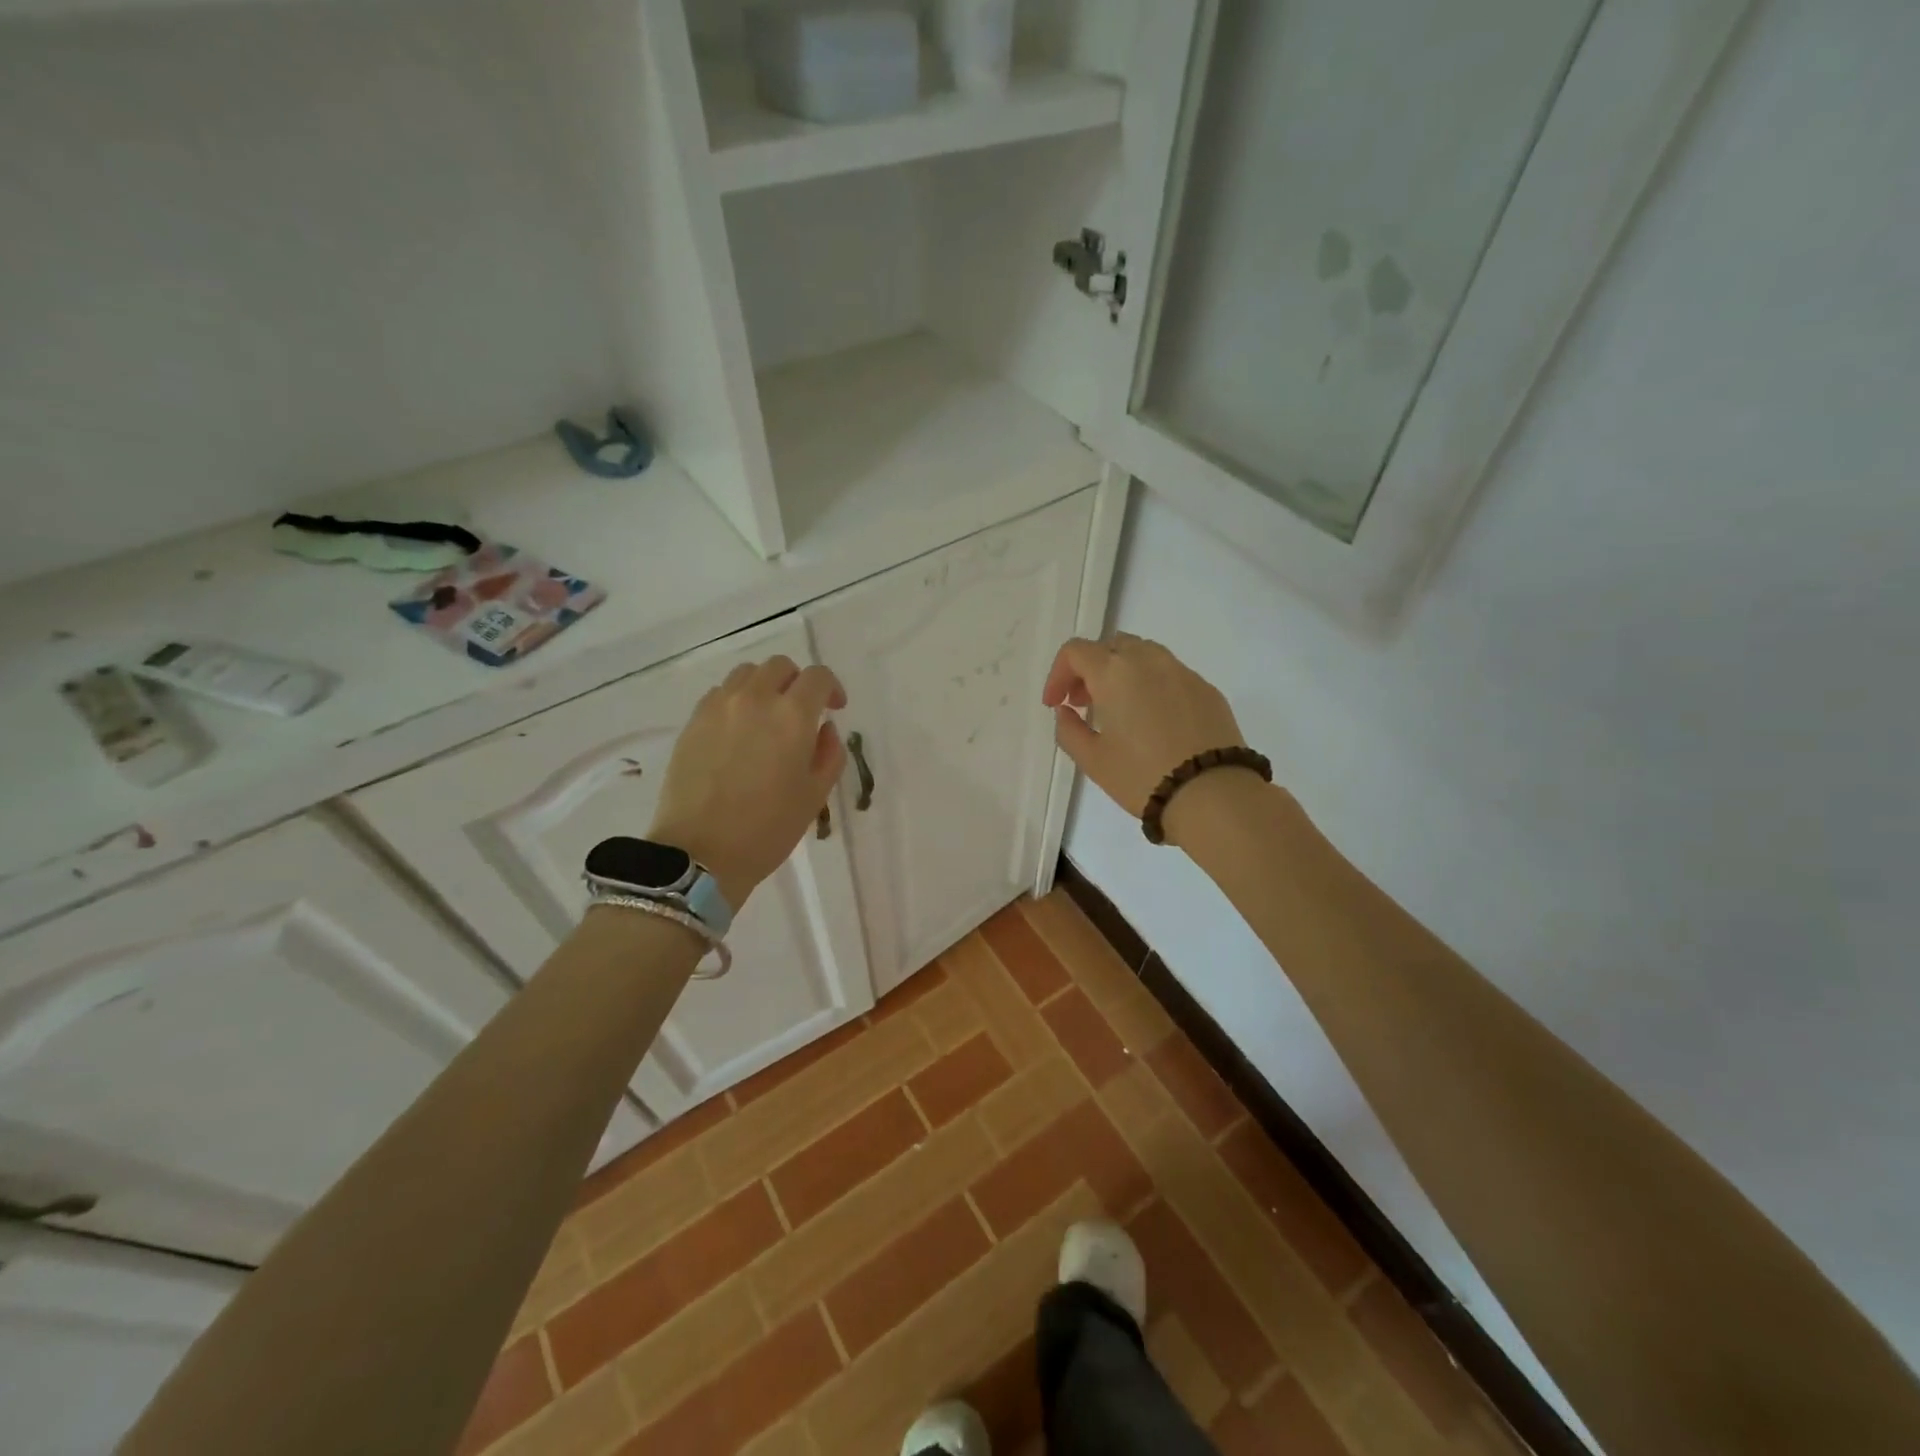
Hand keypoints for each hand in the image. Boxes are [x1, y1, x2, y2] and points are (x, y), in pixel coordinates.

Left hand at [649, 656, 847, 907]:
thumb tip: (824, 729)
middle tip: (802, 711)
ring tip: (767, 717)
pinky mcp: (693, 721)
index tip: (835, 709)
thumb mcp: (815, 795)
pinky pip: (720, 694)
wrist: (699, 852)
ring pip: (746, 674)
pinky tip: (738, 731)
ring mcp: (719, 707)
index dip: (832, 688)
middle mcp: (755, 699)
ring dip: (765, 687)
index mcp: (792, 716)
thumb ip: (830, 754)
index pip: (818, 677)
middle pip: (780, 666)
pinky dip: (737, 701)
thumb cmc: (768, 828)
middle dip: (797, 682)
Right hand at [1042, 635, 1258, 846]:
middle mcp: (1149, 660)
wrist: (1213, 793)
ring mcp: (1182, 672)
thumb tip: (1066, 712)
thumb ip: (1069, 730)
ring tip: (1119, 710)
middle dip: (1091, 669)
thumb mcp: (1092, 760)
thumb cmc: (1142, 776)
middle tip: (1084, 703)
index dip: (1058, 674)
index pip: (1076, 651)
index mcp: (1114, 672)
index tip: (1056, 704)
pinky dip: (1151, 685)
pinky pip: (1170, 674)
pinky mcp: (1207, 689)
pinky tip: (1153, 721)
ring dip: (1122, 672)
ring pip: (1144, 654)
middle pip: (1111, 646)